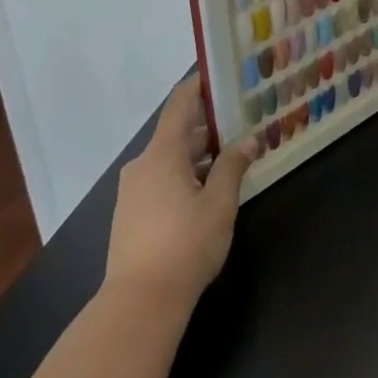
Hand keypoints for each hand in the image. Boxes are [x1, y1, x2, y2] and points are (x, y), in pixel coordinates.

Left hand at [104, 71, 257, 314]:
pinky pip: (160, 180)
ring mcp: (133, 191)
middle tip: (241, 125)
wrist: (140, 302)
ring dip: (197, 157)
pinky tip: (206, 193)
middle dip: (209, 129)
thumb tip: (247, 142)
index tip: (218, 74)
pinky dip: (184, 176)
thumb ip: (232, 167)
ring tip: (230, 161)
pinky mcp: (130, 214)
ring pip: (169, 160)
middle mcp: (143, 165)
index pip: (180, 105)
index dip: (198, 86)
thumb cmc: (185, 244)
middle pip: (177, 134)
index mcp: (162, 153)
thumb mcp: (219, 203)